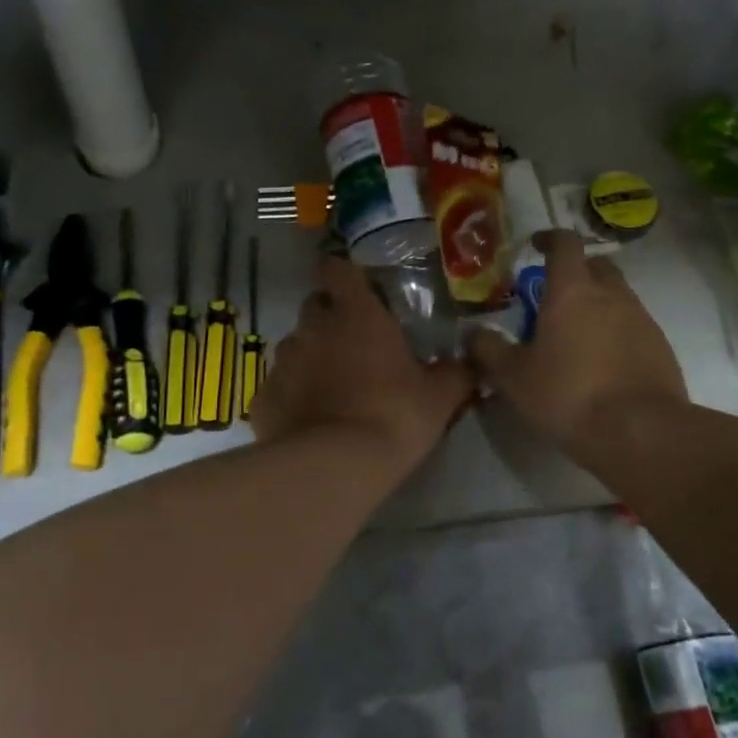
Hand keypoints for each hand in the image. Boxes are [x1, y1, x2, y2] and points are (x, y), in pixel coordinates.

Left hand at [252, 255, 474, 471]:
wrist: (334, 468)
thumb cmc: (393, 417)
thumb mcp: (440, 397)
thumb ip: (456, 372)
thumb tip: (474, 362)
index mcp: (355, 313)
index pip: (335, 268)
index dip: (343, 276)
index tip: (357, 291)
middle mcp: (312, 327)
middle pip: (315, 306)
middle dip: (331, 319)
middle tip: (355, 345)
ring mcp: (283, 362)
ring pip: (296, 347)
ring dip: (312, 358)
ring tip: (334, 388)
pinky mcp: (263, 398)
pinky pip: (280, 387)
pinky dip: (293, 396)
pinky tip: (310, 421)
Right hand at [469, 230, 686, 454]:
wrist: (639, 431)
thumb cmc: (568, 395)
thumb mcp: (514, 377)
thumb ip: (489, 350)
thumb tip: (473, 334)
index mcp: (573, 290)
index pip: (565, 243)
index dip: (549, 239)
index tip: (535, 246)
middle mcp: (612, 294)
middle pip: (596, 266)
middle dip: (576, 272)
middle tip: (553, 297)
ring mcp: (642, 318)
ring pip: (617, 296)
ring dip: (597, 304)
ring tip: (576, 336)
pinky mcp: (660, 346)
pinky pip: (634, 326)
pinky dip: (616, 332)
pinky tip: (602, 363)